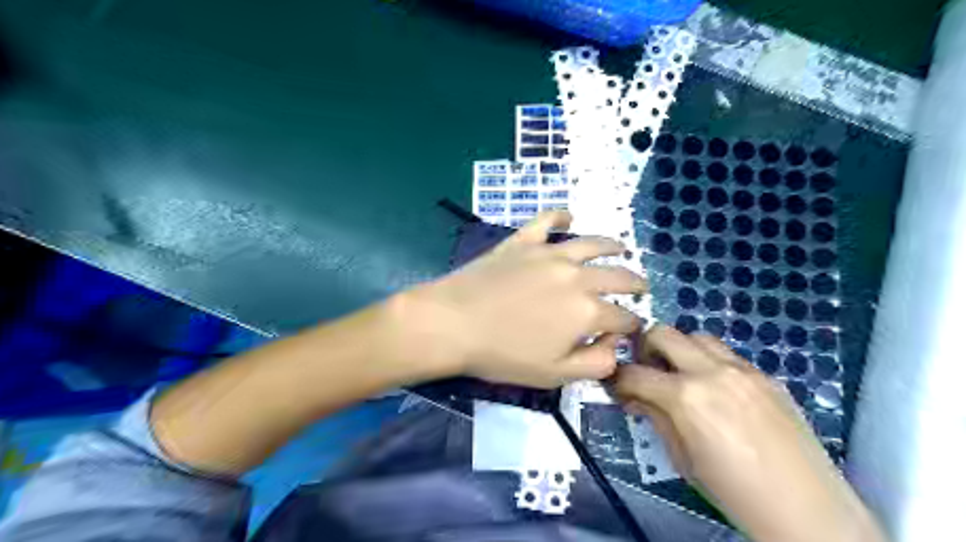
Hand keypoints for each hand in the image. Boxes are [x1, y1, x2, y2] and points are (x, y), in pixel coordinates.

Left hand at [391, 209, 647, 386]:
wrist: (453, 323)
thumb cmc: (502, 355)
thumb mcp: (554, 374)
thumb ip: (595, 364)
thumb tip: (615, 347)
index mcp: (587, 311)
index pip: (624, 318)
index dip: (632, 327)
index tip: (630, 331)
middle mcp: (577, 276)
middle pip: (618, 277)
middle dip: (635, 284)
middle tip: (641, 287)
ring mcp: (550, 253)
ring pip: (592, 243)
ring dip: (612, 245)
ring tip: (622, 247)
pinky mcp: (524, 241)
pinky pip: (547, 220)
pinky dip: (560, 216)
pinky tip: (568, 217)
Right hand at [614, 326, 883, 541]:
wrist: (806, 510)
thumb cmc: (733, 492)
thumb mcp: (681, 458)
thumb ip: (655, 417)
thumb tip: (635, 398)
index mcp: (686, 398)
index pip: (635, 373)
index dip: (618, 380)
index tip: (618, 388)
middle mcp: (712, 372)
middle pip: (663, 333)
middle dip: (645, 348)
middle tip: (646, 371)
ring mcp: (743, 369)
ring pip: (697, 336)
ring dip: (680, 350)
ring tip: (681, 376)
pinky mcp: (766, 375)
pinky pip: (727, 354)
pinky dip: (710, 362)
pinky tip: (716, 390)